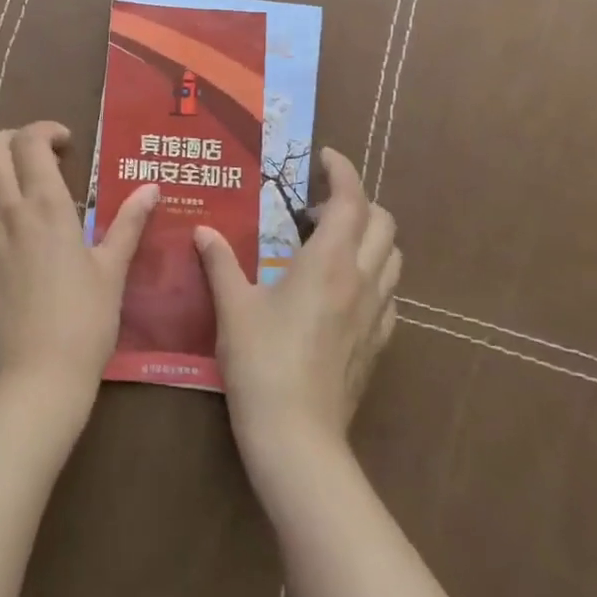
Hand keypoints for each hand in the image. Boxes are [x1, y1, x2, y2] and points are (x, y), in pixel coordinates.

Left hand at [0, 121, 160, 413]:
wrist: (35, 378)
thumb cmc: (84, 320)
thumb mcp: (112, 268)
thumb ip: (129, 222)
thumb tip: (151, 188)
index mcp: (45, 204)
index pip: (30, 141)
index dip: (46, 130)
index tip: (65, 144)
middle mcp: (6, 210)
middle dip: (12, 139)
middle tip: (37, 156)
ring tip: (18, 189)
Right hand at [194, 148, 399, 463]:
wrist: (298, 439)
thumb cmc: (262, 363)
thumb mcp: (233, 306)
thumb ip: (219, 262)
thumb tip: (203, 230)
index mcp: (329, 262)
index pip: (351, 199)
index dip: (342, 171)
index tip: (324, 157)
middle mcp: (361, 280)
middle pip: (383, 223)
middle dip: (358, 201)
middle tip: (317, 208)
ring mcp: (376, 314)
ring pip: (393, 257)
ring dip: (370, 237)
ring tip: (331, 244)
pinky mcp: (378, 344)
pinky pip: (390, 294)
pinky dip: (374, 275)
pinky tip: (342, 290)